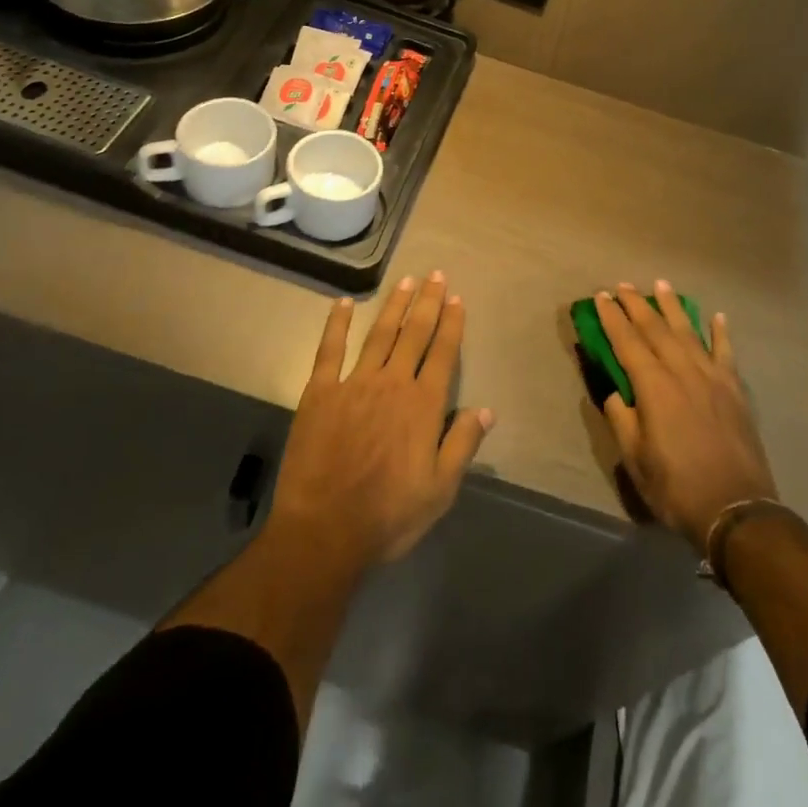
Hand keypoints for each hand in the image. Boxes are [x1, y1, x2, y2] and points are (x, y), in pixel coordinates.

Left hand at [269, 272, 493, 570]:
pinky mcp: (320, 393)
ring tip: (406, 280)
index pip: (443, 353)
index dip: (451, 324)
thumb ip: (463, 444)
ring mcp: (354, 384)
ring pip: (380, 335)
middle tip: (435, 274)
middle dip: (427, 302)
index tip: (456, 298)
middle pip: (414, 334)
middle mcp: (392, 383)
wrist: (324, 532)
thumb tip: (487, 409)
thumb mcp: (440, 490)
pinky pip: (330, 350)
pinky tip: (344, 304)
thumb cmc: (388, 516)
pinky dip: (337, 325)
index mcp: (423, 405)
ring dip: (394, 306)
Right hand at [596, 281, 777, 552]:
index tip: (601, 297)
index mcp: (653, 387)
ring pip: (688, 332)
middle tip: (623, 285)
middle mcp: (682, 371)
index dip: (612, 318)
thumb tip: (616, 392)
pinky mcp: (735, 389)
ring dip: (673, 307)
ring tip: (662, 285)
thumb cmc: (677, 487)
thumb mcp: (635, 459)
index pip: (627, 342)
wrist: (736, 509)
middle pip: (655, 329)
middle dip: (637, 304)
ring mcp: (712, 377)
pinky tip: (716, 317)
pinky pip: (725, 352)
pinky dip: (720, 332)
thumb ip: (622, 419)